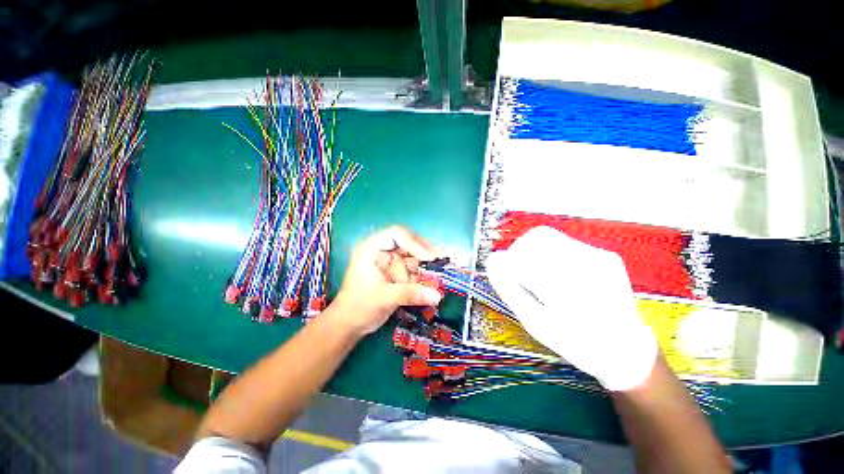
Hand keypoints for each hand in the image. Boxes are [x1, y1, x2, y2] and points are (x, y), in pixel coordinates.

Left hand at [331, 226, 445, 336]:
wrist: (350, 325)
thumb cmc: (359, 306)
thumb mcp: (384, 298)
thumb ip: (411, 294)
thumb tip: (437, 296)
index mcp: (372, 248)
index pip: (396, 234)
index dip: (414, 242)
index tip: (428, 257)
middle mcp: (384, 251)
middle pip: (409, 243)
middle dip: (426, 251)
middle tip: (444, 259)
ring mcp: (392, 262)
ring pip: (415, 256)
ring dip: (429, 263)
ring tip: (445, 269)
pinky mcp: (398, 274)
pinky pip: (415, 269)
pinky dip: (426, 274)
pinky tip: (437, 279)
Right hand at [485, 226, 657, 390]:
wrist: (626, 349)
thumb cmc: (575, 342)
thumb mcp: (535, 323)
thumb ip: (509, 289)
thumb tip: (492, 261)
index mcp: (567, 292)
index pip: (523, 259)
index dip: (505, 263)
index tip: (500, 273)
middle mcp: (587, 267)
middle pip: (536, 238)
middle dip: (518, 252)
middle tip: (515, 271)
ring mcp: (599, 257)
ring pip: (549, 237)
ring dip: (532, 251)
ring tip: (533, 272)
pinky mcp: (605, 255)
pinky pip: (564, 243)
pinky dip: (548, 254)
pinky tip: (554, 274)